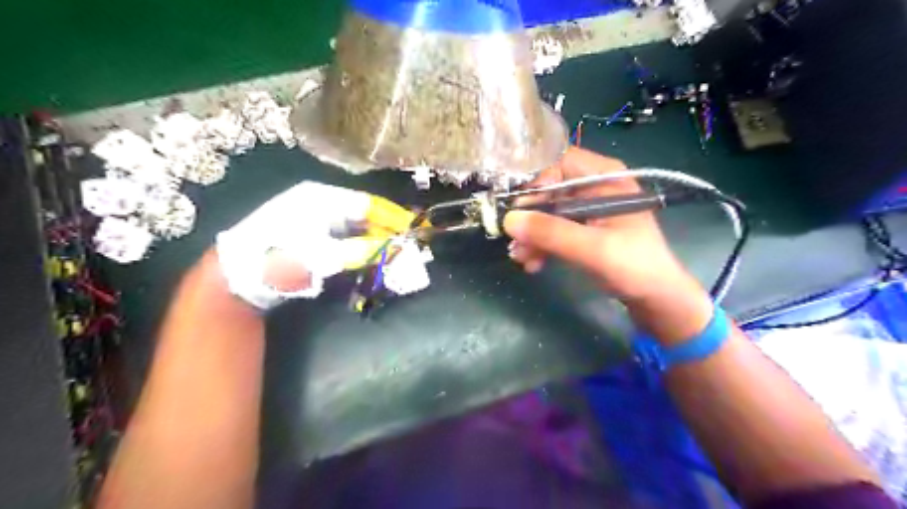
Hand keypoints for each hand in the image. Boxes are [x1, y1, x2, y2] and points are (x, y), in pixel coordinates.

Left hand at [216, 184, 416, 310]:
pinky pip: (342, 235)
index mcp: (323, 198)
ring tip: (391, 251)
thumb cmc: (282, 257)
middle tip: (404, 244)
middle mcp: (319, 202)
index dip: (392, 216)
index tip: (412, 228)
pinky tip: (367, 255)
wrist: (238, 274)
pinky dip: (357, 245)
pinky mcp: (308, 232)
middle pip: (362, 213)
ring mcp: (312, 216)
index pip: (368, 203)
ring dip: (372, 238)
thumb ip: (361, 250)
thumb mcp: (324, 254)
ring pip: (353, 225)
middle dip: (384, 229)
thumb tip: (393, 248)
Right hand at [503, 149, 695, 304]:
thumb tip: (509, 220)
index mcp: (604, 178)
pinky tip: (532, 263)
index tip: (519, 208)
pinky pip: (553, 229)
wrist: (656, 298)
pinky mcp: (582, 229)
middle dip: (529, 216)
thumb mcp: (593, 248)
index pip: (559, 162)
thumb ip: (552, 233)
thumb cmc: (634, 266)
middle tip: (514, 238)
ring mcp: (587, 209)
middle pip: (548, 189)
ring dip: (531, 234)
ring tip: (521, 257)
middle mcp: (593, 187)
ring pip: (547, 212)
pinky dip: (541, 244)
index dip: (535, 181)